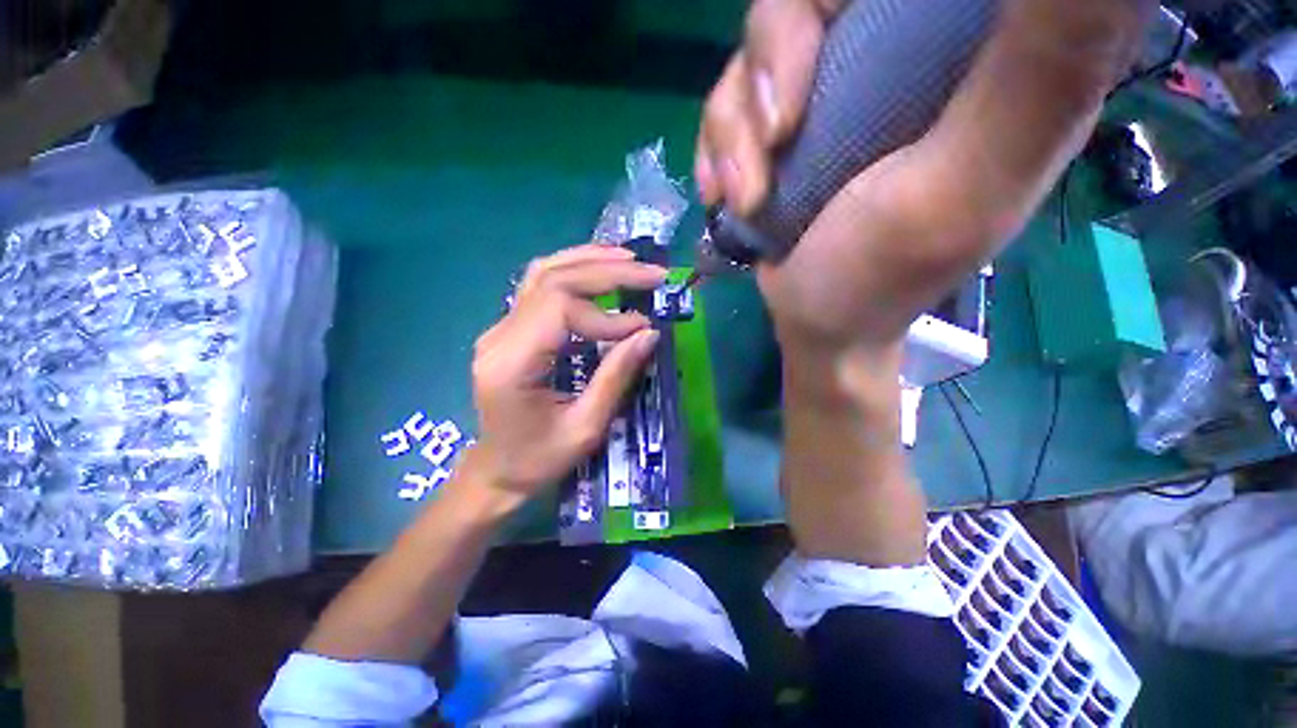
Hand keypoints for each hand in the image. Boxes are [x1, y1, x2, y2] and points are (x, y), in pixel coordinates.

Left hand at [469, 244, 665, 504]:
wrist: (497, 469)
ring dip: (590, 260)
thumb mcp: (586, 427)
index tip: (642, 329)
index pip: (560, 309)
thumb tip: (650, 334)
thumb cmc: (539, 459)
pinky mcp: (510, 327)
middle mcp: (499, 335)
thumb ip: (616, 376)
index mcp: (511, 364)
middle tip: (652, 273)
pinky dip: (575, 270)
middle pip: (553, 280)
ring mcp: (500, 327)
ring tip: (629, 260)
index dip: (607, 315)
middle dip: (608, 271)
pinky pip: (540, 285)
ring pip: (543, 272)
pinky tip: (600, 269)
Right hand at [696, 0, 1150, 359]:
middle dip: (774, 61)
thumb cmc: (884, 272)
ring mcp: (832, 85)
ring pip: (759, 45)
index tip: (837, 56)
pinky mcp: (783, 121)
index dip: (860, 1)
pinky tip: (726, 195)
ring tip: (748, 197)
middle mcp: (903, 49)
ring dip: (736, 130)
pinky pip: (728, 99)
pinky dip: (718, 150)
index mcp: (978, 50)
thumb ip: (1047, 59)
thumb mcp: (972, 177)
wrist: (816, 321)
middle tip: (776, 141)